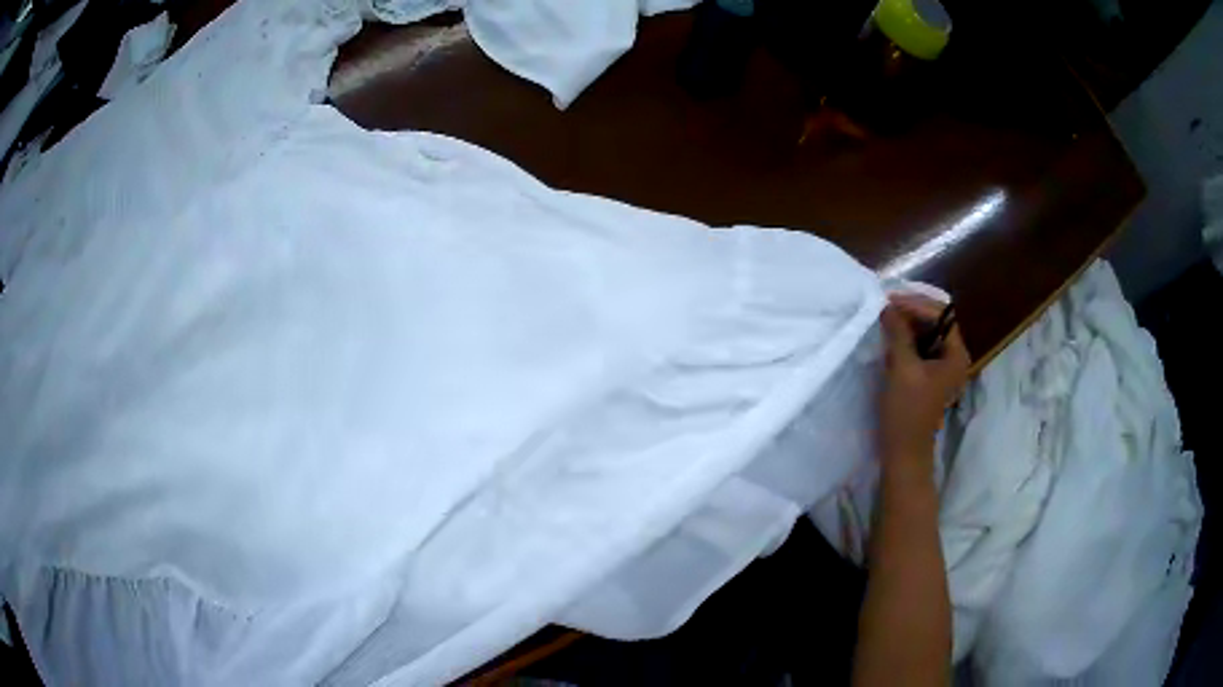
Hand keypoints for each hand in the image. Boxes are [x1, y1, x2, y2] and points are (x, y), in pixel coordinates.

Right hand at [878, 294, 970, 469]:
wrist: (903, 451)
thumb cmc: (907, 411)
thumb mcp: (902, 368)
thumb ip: (898, 333)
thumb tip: (888, 306)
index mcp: (956, 354)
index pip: (941, 315)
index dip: (917, 304)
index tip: (890, 300)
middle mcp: (954, 357)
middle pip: (936, 322)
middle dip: (912, 312)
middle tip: (886, 307)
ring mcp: (943, 368)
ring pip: (927, 334)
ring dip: (907, 325)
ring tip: (885, 319)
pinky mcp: (930, 377)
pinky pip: (921, 348)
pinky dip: (907, 340)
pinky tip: (890, 339)